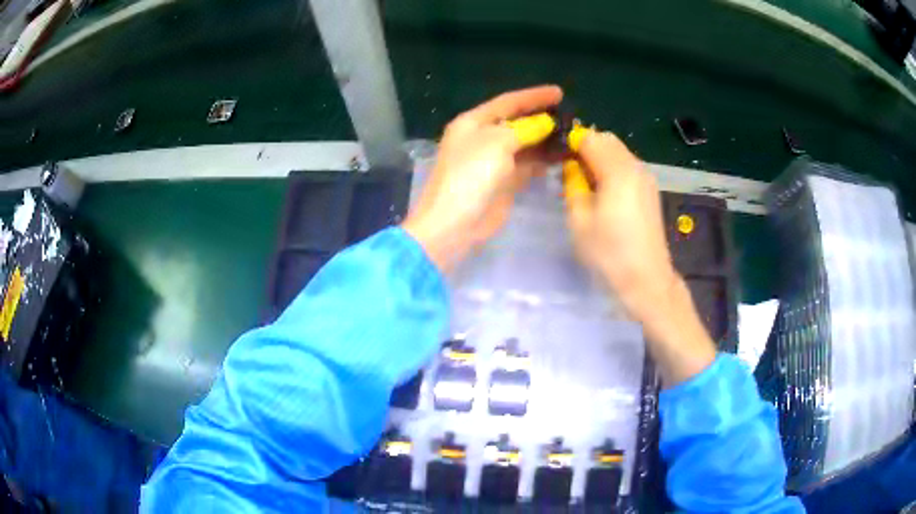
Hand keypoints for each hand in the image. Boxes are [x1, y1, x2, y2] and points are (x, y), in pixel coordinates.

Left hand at [402, 86, 562, 272]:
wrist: (454, 224)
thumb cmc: (470, 175)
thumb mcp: (497, 142)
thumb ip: (524, 129)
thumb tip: (546, 123)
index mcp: (473, 122)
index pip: (508, 102)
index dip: (533, 96)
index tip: (559, 93)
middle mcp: (483, 138)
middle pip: (517, 122)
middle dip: (542, 119)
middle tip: (570, 118)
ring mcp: (493, 161)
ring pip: (524, 145)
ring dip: (546, 141)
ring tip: (572, 137)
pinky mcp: (503, 183)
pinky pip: (527, 166)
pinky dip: (542, 161)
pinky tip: (561, 157)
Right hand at [565, 130, 715, 385]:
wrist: (646, 280)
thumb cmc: (609, 253)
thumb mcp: (579, 220)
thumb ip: (572, 185)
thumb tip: (571, 167)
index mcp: (617, 171)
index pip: (590, 138)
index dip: (570, 143)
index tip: (557, 159)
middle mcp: (636, 167)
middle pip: (607, 140)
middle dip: (585, 148)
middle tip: (569, 172)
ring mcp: (646, 178)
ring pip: (618, 152)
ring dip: (599, 158)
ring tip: (585, 184)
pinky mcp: (650, 190)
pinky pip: (627, 167)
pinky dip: (612, 169)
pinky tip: (604, 194)